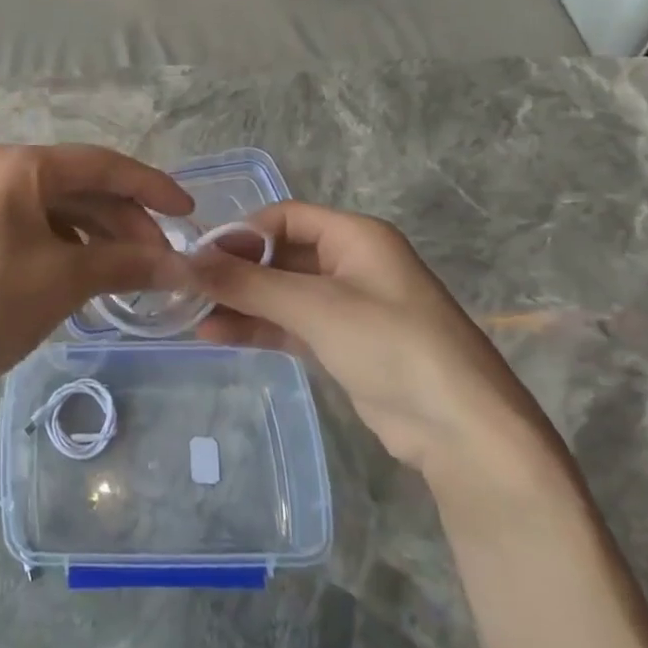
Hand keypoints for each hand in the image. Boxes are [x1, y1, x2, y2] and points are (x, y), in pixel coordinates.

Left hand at [0, 144, 193, 422]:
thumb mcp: (65, 281)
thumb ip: (128, 263)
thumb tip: (182, 266)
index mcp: (19, 165)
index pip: (101, 164)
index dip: (151, 187)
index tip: (190, 213)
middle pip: (81, 185)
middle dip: (126, 220)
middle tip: (162, 261)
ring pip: (60, 209)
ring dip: (101, 237)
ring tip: (133, 275)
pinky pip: (38, 228)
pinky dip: (71, 248)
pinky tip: (92, 277)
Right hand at [190, 203, 558, 483]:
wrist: (461, 431)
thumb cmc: (391, 346)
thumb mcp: (315, 307)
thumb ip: (248, 283)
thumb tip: (187, 262)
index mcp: (356, 236)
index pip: (284, 217)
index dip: (241, 232)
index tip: (199, 256)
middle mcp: (350, 263)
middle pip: (279, 254)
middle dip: (235, 270)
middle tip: (187, 288)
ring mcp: (346, 305)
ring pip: (280, 292)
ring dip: (239, 302)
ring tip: (191, 316)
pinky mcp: (341, 343)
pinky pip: (289, 323)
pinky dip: (256, 327)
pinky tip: (216, 336)